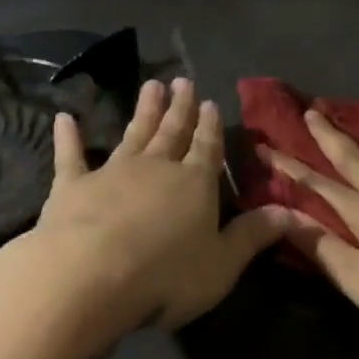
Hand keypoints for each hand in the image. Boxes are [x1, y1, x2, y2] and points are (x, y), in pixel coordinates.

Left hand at [14, 77, 284, 343]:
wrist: (90, 276)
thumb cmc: (165, 275)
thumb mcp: (222, 264)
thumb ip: (254, 236)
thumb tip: (294, 214)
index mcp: (194, 184)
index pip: (207, 148)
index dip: (211, 127)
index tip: (211, 102)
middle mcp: (156, 168)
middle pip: (172, 133)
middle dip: (180, 108)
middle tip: (182, 81)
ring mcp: (112, 172)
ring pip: (133, 134)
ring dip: (143, 111)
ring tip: (151, 86)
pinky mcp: (72, 186)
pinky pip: (71, 156)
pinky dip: (68, 137)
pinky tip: (64, 118)